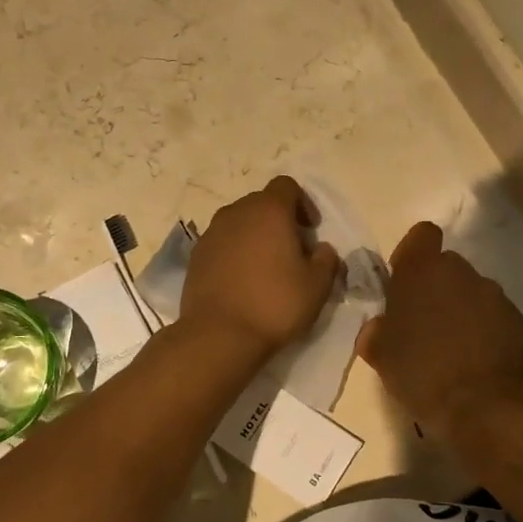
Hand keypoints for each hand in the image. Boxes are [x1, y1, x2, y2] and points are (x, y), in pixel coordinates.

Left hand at [181, 176, 341, 355]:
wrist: (218, 335)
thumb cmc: (274, 304)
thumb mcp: (317, 286)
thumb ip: (326, 260)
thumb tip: (321, 249)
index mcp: (268, 210)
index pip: (287, 186)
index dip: (303, 203)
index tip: (311, 230)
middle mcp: (236, 213)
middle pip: (262, 203)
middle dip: (279, 220)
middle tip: (292, 251)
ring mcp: (211, 233)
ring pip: (239, 223)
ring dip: (255, 236)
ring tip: (267, 267)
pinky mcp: (195, 256)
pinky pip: (222, 243)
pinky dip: (235, 253)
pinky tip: (243, 281)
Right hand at [357, 222, 522, 438]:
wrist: (477, 406)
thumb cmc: (418, 372)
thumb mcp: (379, 353)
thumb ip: (376, 329)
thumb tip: (380, 326)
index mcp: (421, 271)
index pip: (422, 234)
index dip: (412, 254)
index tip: (405, 283)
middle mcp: (460, 272)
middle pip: (446, 265)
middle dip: (435, 285)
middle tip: (424, 321)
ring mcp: (492, 293)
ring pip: (470, 289)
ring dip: (460, 306)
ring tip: (453, 343)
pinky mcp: (516, 318)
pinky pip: (493, 313)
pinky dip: (484, 326)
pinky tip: (475, 356)